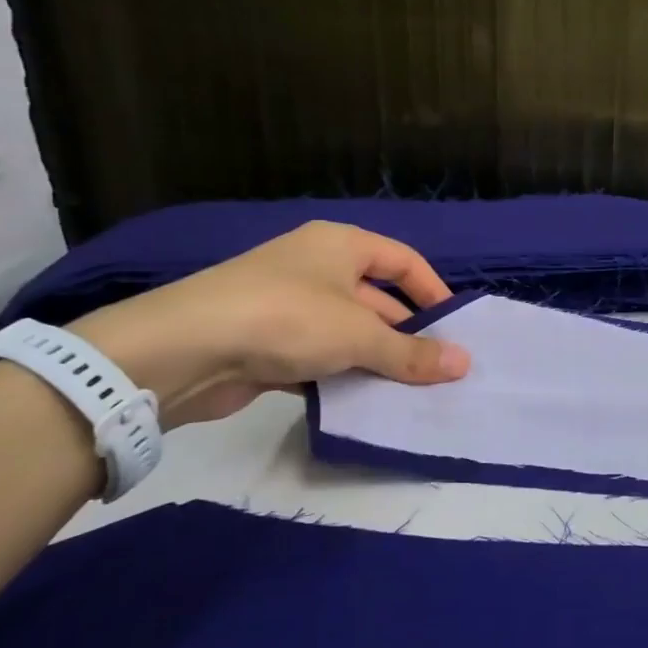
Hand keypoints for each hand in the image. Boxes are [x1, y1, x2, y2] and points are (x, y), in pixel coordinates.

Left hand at [71, 222, 470, 426]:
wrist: (182, 350)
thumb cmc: (287, 319)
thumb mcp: (359, 335)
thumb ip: (413, 352)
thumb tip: (465, 363)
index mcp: (340, 245)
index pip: (403, 261)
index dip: (433, 291)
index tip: (454, 329)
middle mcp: (316, 268)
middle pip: (377, 299)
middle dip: (406, 334)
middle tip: (436, 370)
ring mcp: (288, 305)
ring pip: (348, 331)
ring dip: (375, 359)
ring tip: (408, 392)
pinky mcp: (267, 342)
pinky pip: (319, 355)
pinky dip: (341, 375)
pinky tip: (361, 402)